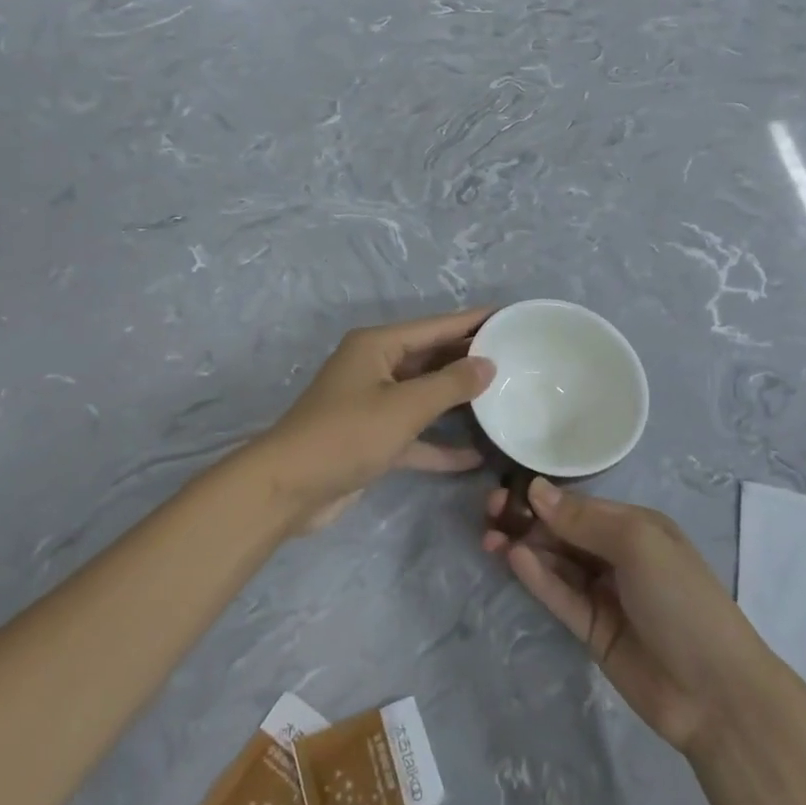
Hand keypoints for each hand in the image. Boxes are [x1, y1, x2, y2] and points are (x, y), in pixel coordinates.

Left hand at [254, 308, 495, 532]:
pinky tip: (474, 456)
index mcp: (377, 346)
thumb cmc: (347, 434)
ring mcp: (372, 404)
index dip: (473, 321)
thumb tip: (487, 364)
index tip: (509, 316)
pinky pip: (414, 434)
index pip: (436, 326)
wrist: (288, 488)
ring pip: (424, 396)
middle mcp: (375, 368)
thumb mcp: (405, 406)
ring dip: (457, 402)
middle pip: (431, 358)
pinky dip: (439, 444)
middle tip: (517, 359)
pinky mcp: (372, 438)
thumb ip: (450, 384)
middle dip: (469, 360)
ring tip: (504, 399)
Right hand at [484, 478, 762, 752]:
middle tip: (490, 515)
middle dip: (528, 521)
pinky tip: (514, 559)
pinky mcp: (592, 630)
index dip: (543, 497)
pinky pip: (560, 596)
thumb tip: (535, 488)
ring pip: (556, 563)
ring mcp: (605, 594)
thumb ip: (583, 519)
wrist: (714, 692)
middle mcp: (618, 555)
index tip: (505, 492)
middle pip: (563, 532)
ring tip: (491, 539)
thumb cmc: (681, 599)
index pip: (580, 505)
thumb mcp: (638, 544)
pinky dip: (538, 578)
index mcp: (636, 527)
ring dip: (525, 548)